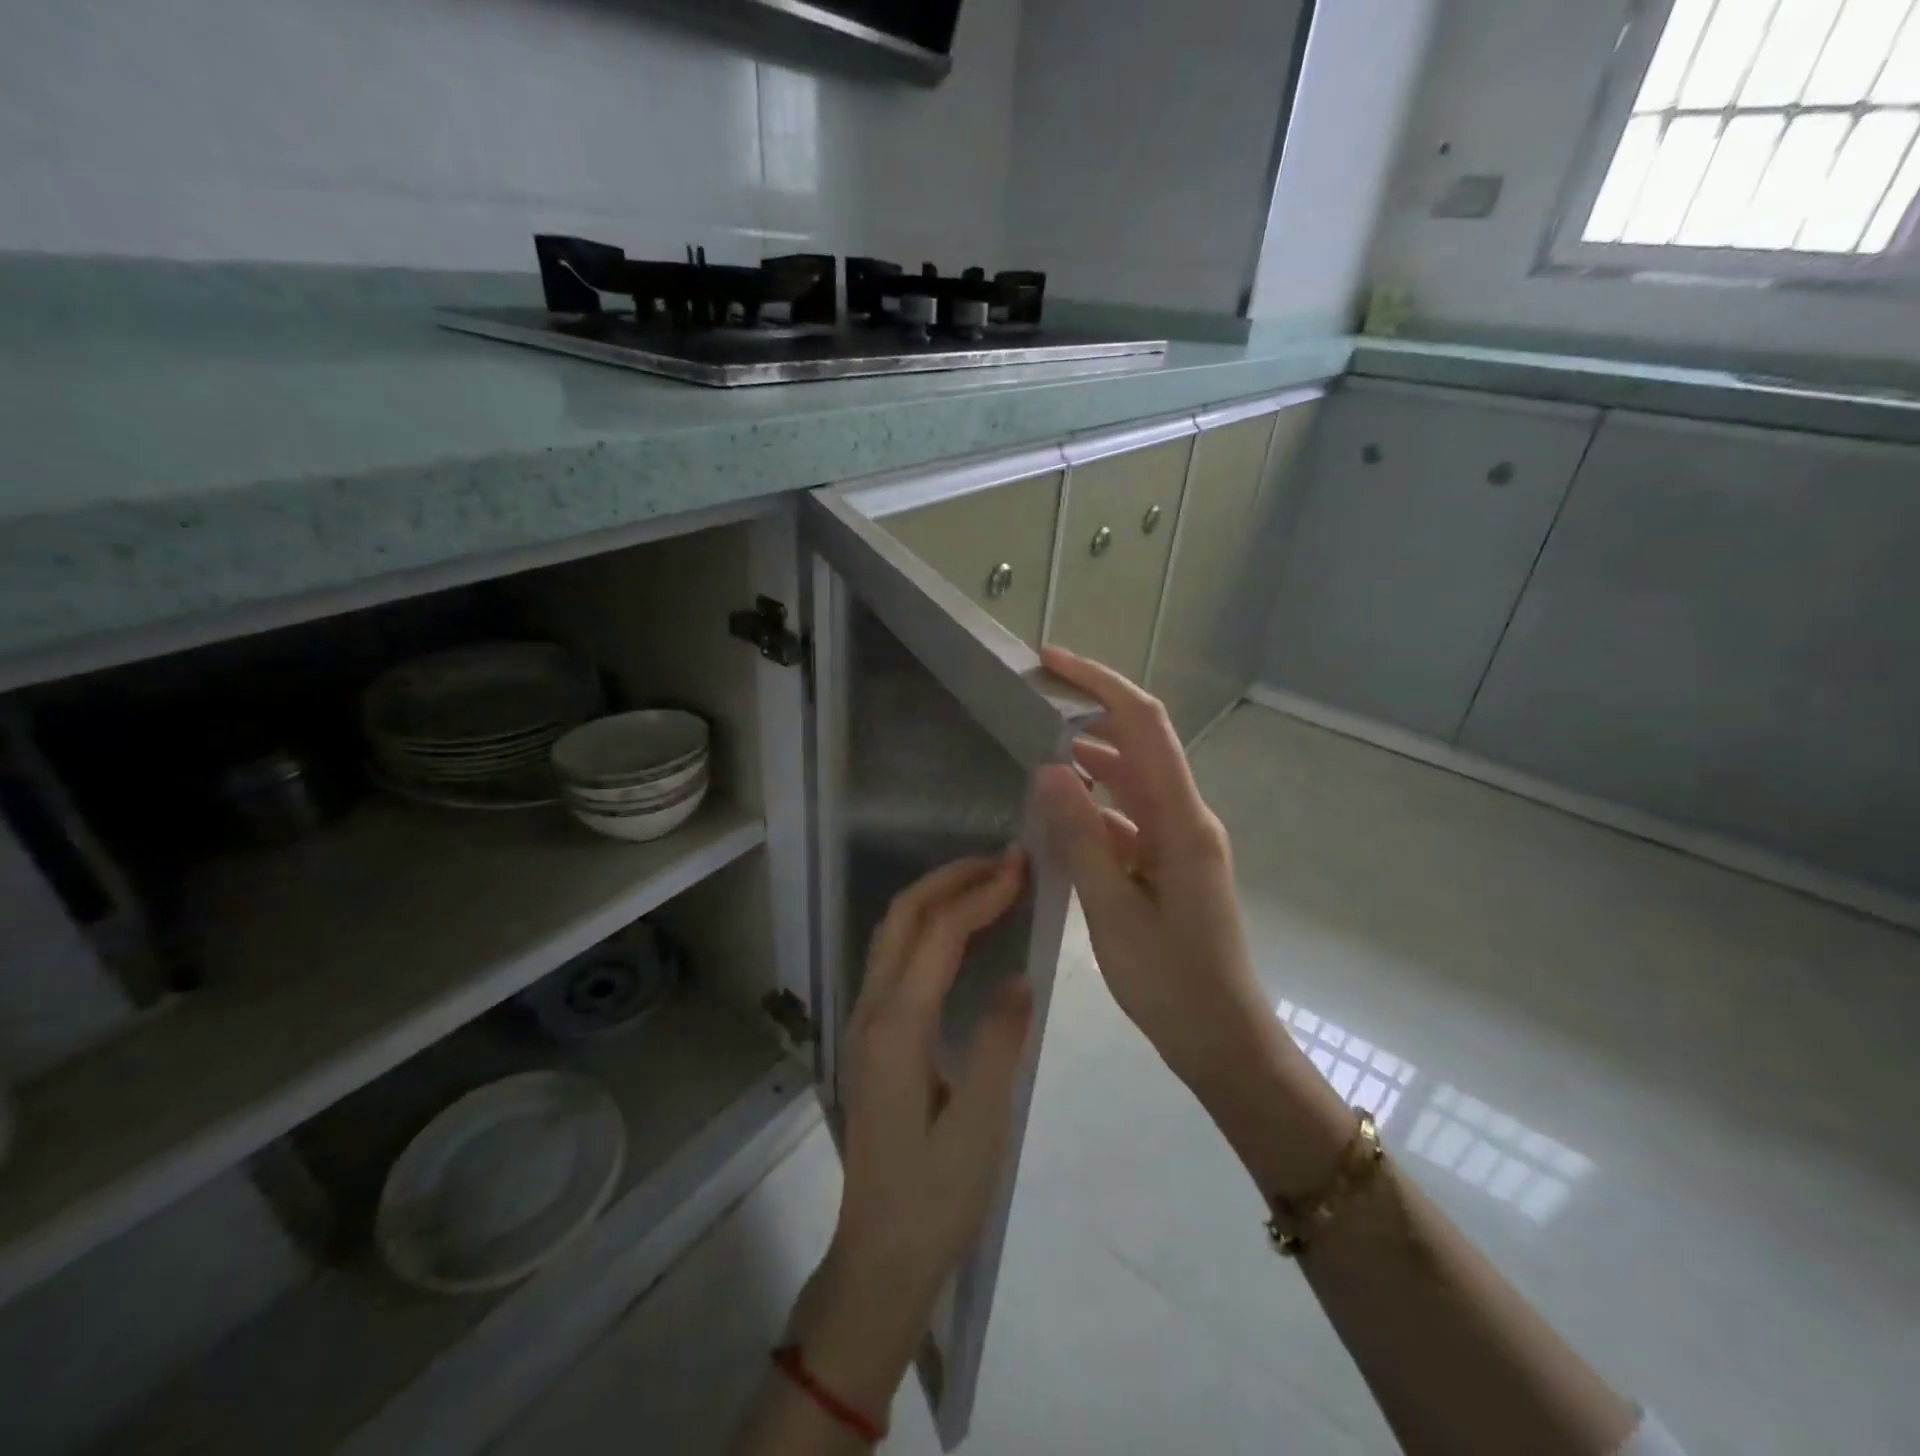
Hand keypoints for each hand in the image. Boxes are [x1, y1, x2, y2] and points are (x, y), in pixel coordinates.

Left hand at [795, 849, 1034, 1418]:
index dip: (980, 893)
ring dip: (936, 898)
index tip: (1020, 866)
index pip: (938, 934)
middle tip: (1003, 862)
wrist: (879, 1255)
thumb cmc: (935, 1197)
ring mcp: (865, 1021)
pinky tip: (959, 935)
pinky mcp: (872, 1036)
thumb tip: (1019, 976)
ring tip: (987, 884)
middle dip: (950, 878)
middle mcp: (872, 1010)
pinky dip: (927, 927)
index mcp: (897, 1026)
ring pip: (893, 933)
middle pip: (903, 917)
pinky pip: (895, 958)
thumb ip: (1000, 1042)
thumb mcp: (981, 1125)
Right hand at [1032, 646, 1349, 1197]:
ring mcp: (1181, 841)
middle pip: (1139, 743)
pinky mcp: (1170, 864)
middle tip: (1032, 702)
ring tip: (1035, 754)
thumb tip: (1049, 768)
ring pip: (1132, 781)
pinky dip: (1094, 807)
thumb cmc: (1172, 983)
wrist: (1224, 1042)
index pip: (1143, 725)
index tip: (1051, 661)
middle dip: (1090, 713)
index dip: (1099, 683)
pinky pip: (1129, 818)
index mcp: (1181, 821)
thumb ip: (1081, 837)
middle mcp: (1186, 818)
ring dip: (1089, 762)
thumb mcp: (1113, 911)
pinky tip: (1058, 817)